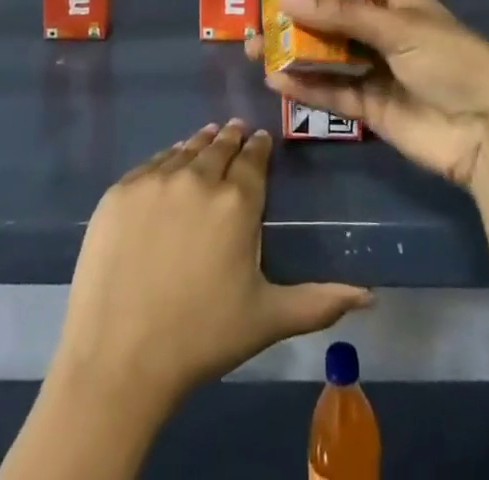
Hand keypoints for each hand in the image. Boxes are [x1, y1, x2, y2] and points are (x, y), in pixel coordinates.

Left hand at [53, 120, 371, 409]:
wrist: (119, 357)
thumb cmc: (201, 337)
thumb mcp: (267, 319)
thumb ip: (319, 301)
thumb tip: (370, 295)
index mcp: (238, 202)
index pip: (254, 159)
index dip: (259, 147)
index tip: (261, 140)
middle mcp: (199, 177)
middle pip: (219, 146)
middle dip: (231, 138)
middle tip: (236, 131)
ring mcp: (155, 180)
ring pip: (185, 150)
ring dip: (200, 143)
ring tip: (208, 137)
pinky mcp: (120, 191)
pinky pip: (151, 164)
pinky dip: (166, 159)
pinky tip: (170, 163)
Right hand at [247, 0, 488, 186]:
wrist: (487, 133)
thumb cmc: (451, 60)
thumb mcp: (398, 28)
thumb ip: (341, 14)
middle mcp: (383, 28)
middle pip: (334, 12)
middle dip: (298, 9)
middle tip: (259, 5)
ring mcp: (376, 68)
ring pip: (327, 53)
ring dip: (293, 48)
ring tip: (254, 45)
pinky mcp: (370, 106)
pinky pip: (332, 91)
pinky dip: (304, 86)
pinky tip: (274, 80)